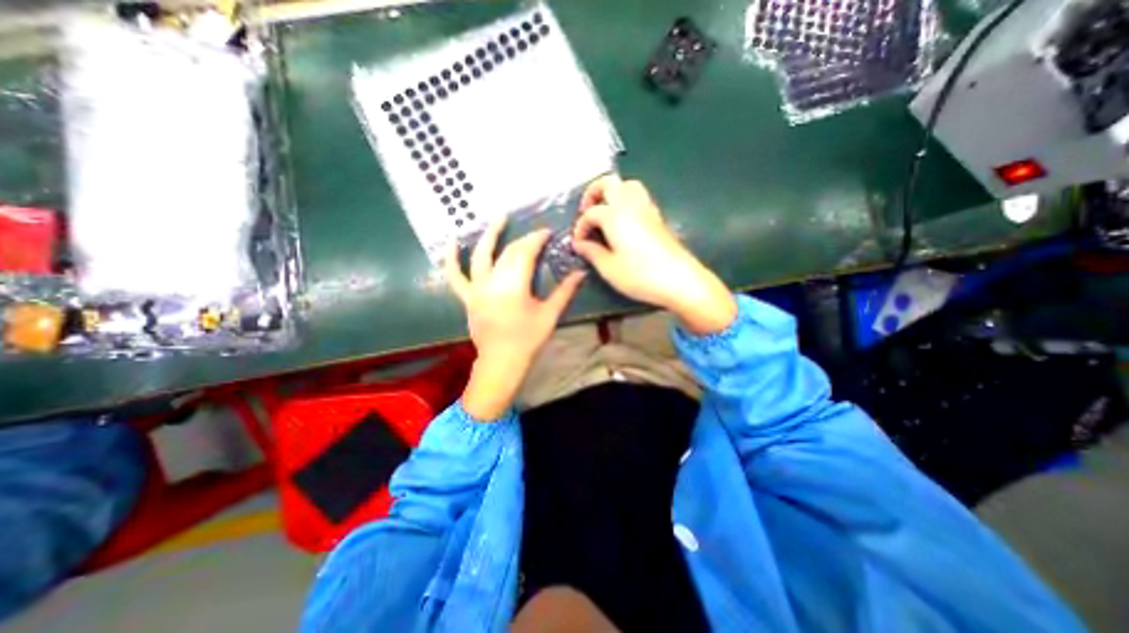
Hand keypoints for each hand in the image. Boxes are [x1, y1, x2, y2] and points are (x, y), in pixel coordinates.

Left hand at [445, 218, 585, 420]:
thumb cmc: (528, 340)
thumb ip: (565, 292)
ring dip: (489, 235)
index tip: (547, 232)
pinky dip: (451, 259)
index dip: (536, 239)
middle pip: (507, 252)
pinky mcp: (467, 297)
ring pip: (481, 256)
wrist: (501, 362)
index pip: (525, 253)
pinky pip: (455, 276)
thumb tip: (581, 273)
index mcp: (514, 286)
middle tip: (536, 235)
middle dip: (523, 240)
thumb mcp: (549, 315)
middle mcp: (492, 282)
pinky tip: (451, 242)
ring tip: (498, 218)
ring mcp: (476, 289)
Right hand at [570, 172, 736, 336]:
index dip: (580, 227)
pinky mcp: (658, 218)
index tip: (578, 244)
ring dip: (613, 193)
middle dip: (594, 193)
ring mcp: (648, 209)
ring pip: (628, 185)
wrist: (680, 280)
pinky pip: (640, 198)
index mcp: (615, 215)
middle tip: (587, 212)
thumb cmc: (640, 275)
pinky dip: (627, 202)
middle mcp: (631, 205)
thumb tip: (580, 244)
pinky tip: (623, 223)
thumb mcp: (609, 268)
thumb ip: (592, 253)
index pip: (590, 213)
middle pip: (610, 182)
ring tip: (605, 214)